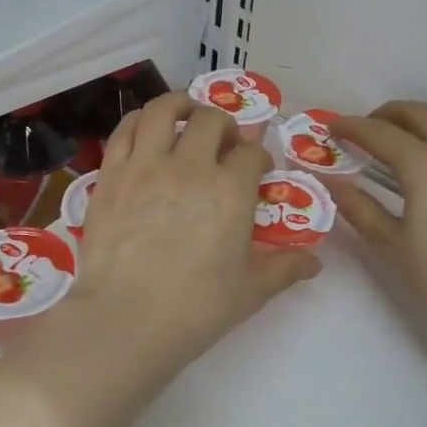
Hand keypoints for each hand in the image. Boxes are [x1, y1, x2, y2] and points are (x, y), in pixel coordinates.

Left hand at [55, 91, 319, 383]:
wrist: (125, 321)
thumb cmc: (195, 309)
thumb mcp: (250, 291)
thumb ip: (284, 268)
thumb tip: (315, 262)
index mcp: (231, 190)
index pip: (251, 153)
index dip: (258, 158)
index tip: (257, 172)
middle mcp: (191, 166)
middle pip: (212, 120)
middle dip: (225, 126)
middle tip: (224, 144)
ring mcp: (146, 165)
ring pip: (164, 110)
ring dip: (182, 106)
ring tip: (186, 116)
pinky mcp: (111, 174)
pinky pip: (126, 130)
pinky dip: (140, 120)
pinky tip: (148, 128)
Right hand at [332, 102, 426, 343]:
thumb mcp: (390, 244)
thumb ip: (359, 208)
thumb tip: (333, 183)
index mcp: (425, 165)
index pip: (380, 133)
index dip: (352, 127)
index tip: (331, 127)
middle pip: (419, 114)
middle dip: (386, 114)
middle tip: (363, 130)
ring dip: (420, 119)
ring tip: (399, 138)